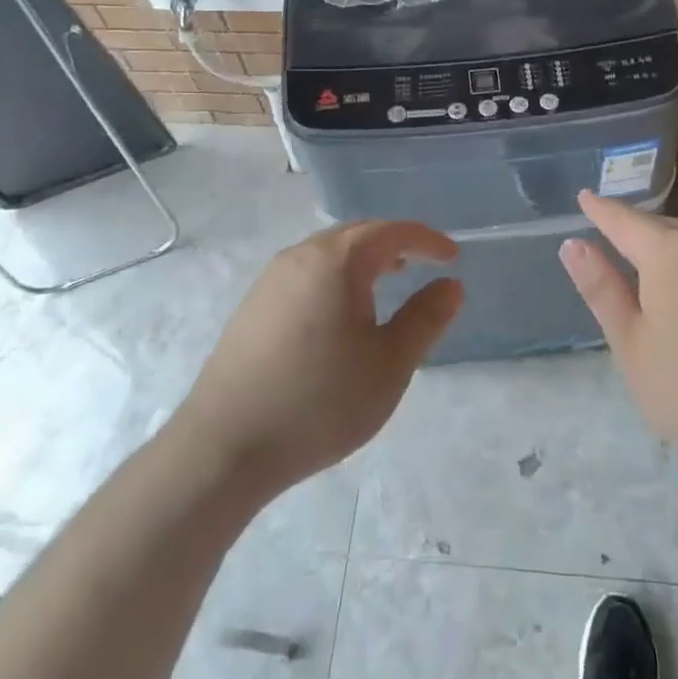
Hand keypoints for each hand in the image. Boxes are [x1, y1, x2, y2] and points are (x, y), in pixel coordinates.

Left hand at [179, 221, 461, 498]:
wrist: (225, 446)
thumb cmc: (320, 401)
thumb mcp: (389, 364)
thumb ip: (425, 319)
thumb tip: (451, 285)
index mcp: (336, 261)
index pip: (391, 231)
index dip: (426, 239)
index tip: (452, 257)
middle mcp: (300, 257)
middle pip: (356, 234)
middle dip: (393, 243)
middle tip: (421, 263)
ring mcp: (270, 280)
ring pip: (327, 252)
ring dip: (362, 259)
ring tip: (386, 282)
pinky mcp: (252, 307)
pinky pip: (305, 273)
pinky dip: (335, 277)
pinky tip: (339, 313)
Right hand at [559, 190, 677, 493]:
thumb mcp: (634, 347)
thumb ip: (602, 290)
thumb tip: (573, 244)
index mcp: (673, 253)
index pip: (625, 221)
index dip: (601, 210)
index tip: (585, 197)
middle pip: (664, 229)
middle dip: (637, 235)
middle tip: (613, 246)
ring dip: (672, 254)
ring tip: (655, 278)